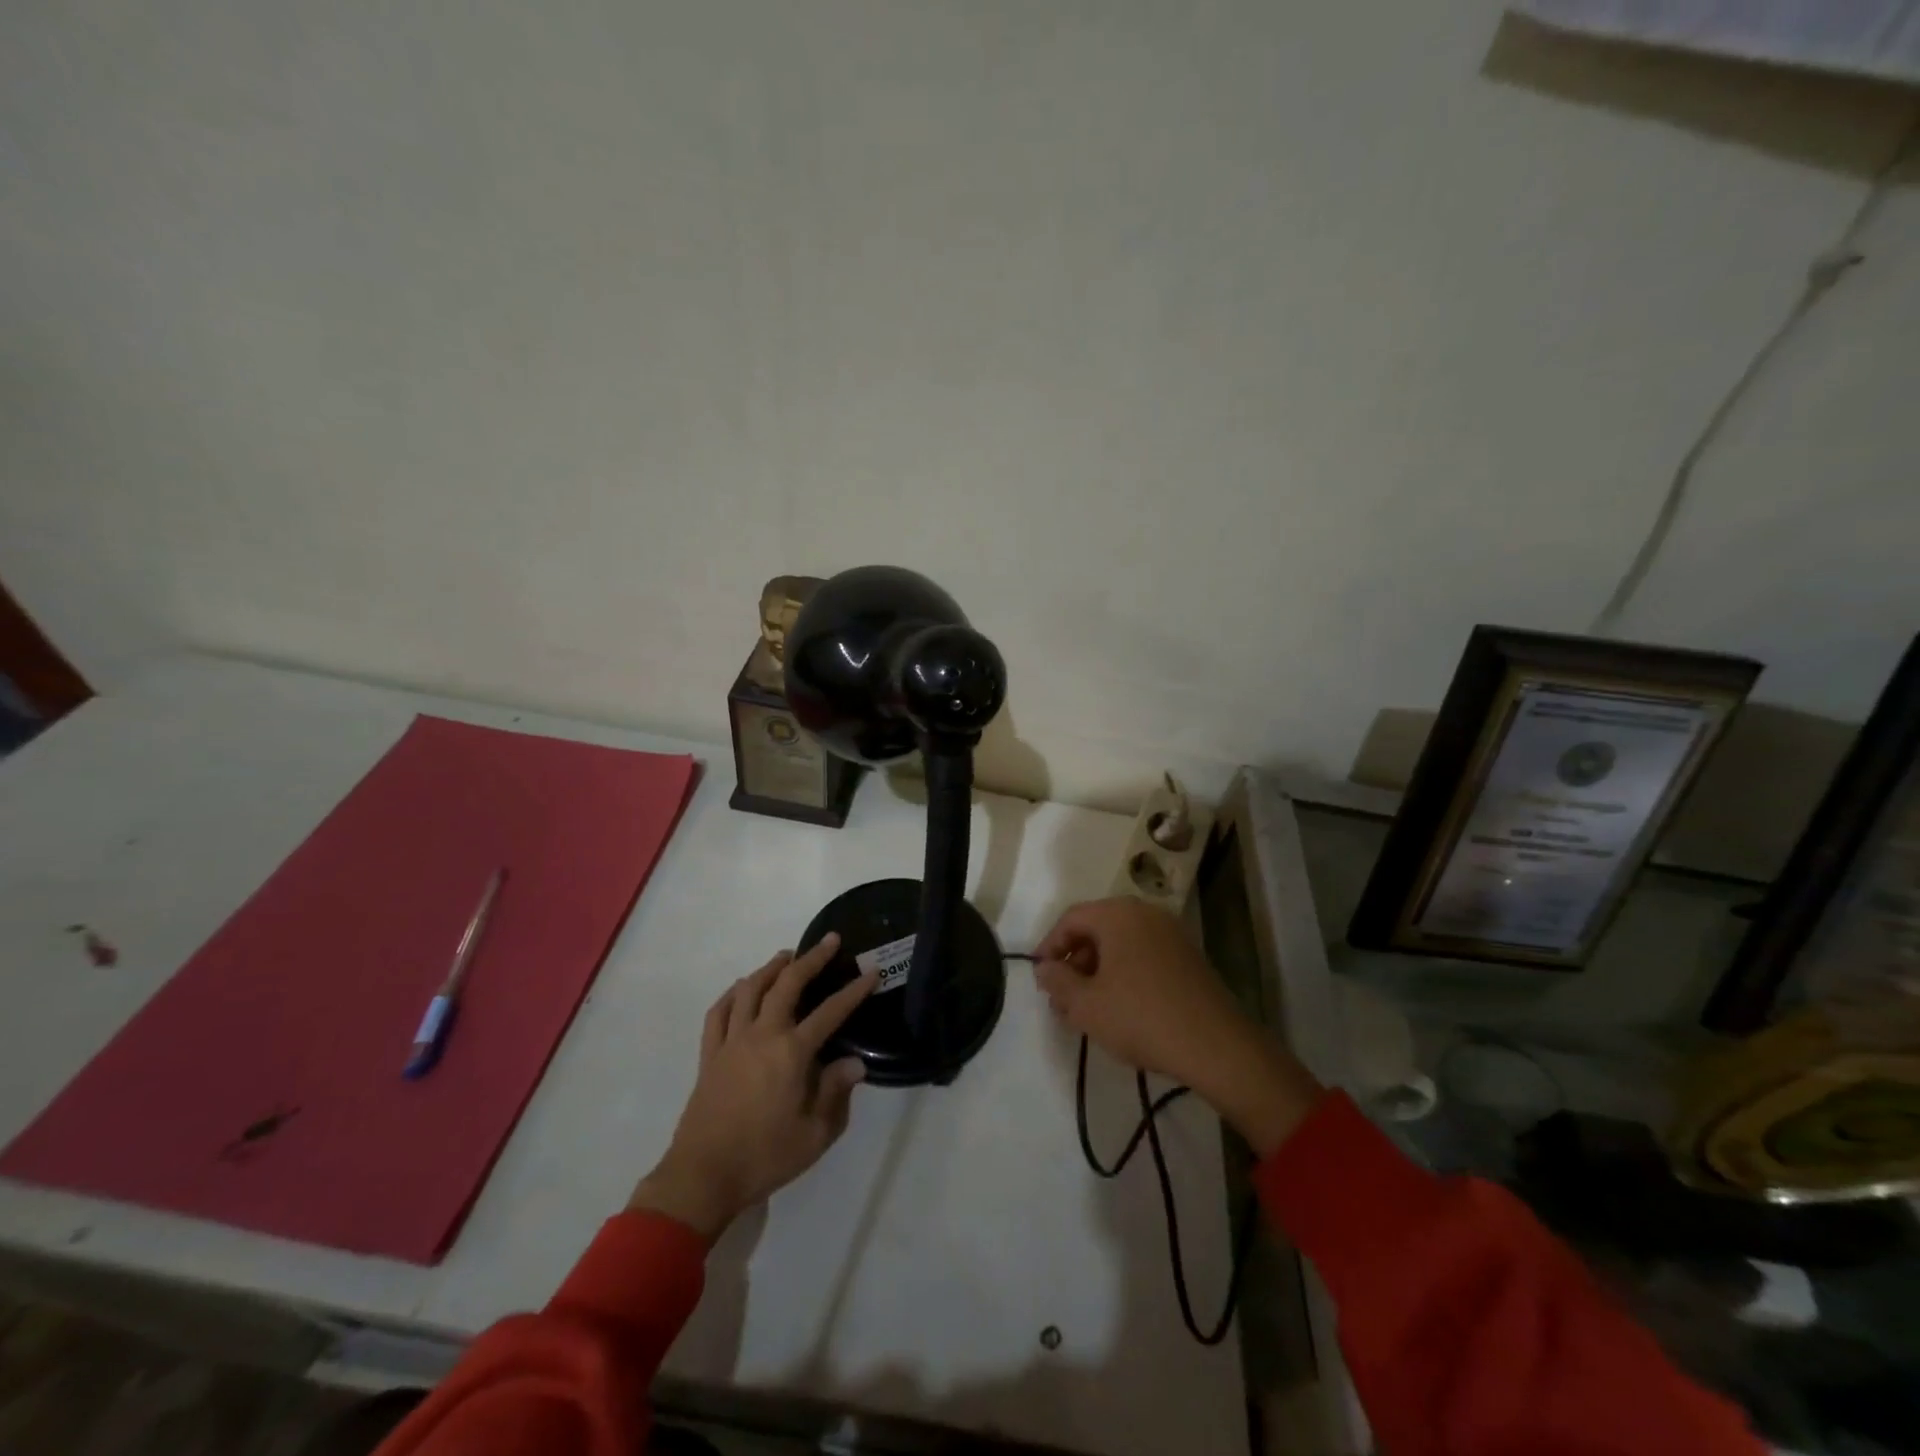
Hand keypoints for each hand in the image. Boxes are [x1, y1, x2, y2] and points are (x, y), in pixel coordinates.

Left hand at [629, 933, 874, 1240]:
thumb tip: (854, 1062)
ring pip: (750, 989)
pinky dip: (733, 994)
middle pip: (788, 985)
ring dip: (771, 967)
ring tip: (787, 956)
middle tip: (829, 941)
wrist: (703, 1176)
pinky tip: (742, 988)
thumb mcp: (815, 1135)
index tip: (870, 973)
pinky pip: (719, 1012)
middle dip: (812, 959)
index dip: (853, 991)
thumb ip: (836, 1093)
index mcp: (791, 1053)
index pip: (830, 1012)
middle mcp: (762, 1036)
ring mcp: (732, 1041)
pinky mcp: (710, 1054)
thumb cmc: (765, 1157)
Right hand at [1034, 898, 1321, 1155]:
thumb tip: (1044, 968)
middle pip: (1097, 929)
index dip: (1049, 947)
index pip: (1071, 919)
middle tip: (1061, 997)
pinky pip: (1143, 955)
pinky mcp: (1188, 956)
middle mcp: (1145, 913)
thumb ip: (1057, 981)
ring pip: (1120, 944)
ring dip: (1097, 971)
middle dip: (1074, 962)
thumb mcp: (1086, 1005)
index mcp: (1118, 914)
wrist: (1216, 1046)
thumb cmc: (1140, 1017)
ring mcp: (1171, 933)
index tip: (1040, 977)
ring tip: (1087, 1008)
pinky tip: (1119, 1008)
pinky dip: (1124, 974)